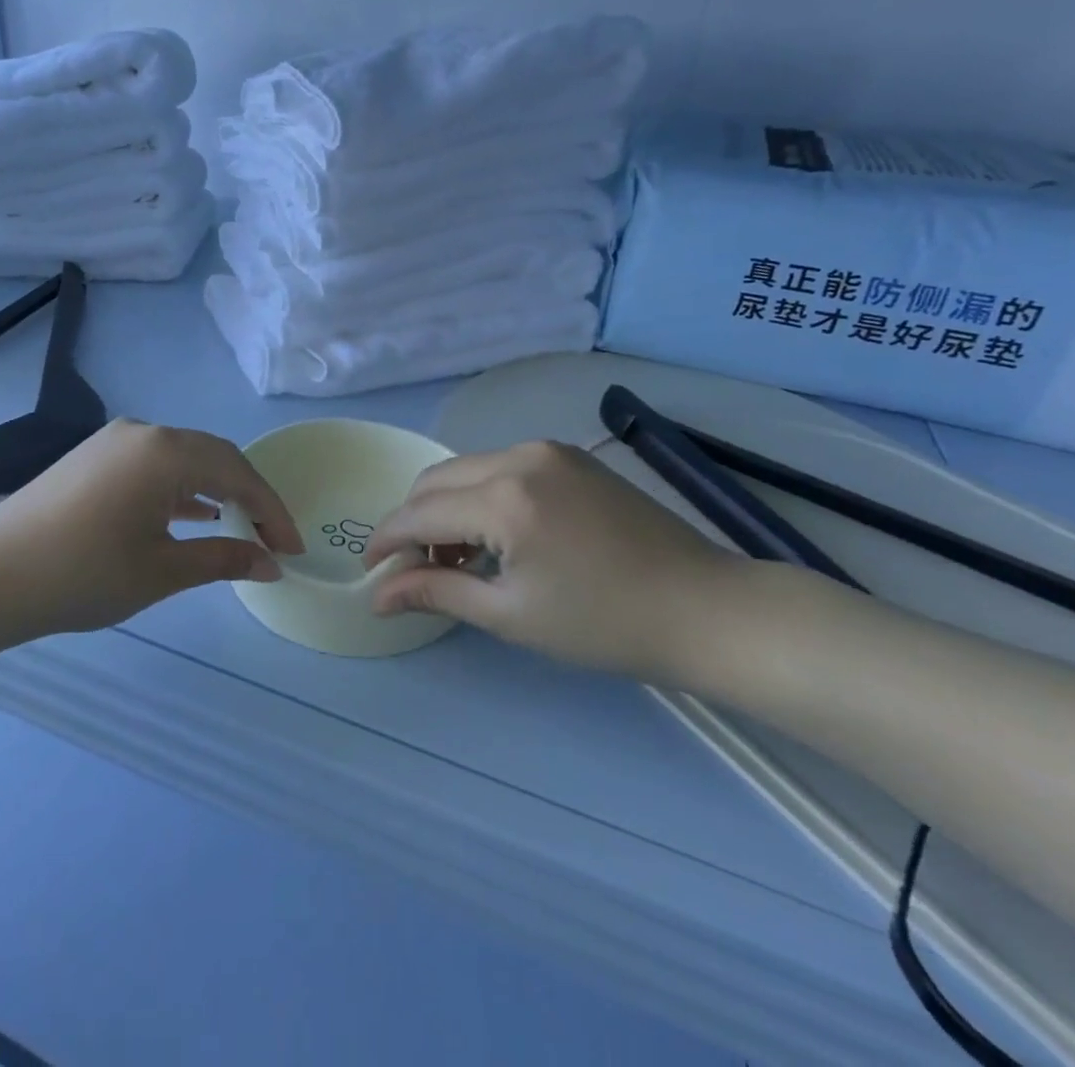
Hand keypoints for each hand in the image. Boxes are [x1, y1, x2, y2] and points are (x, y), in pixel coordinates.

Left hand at [0, 419, 303, 643]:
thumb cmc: (83, 575)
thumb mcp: (162, 571)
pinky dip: (180, 488)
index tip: (294, 548)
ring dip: (216, 490)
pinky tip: (193, 514)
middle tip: (272, 540)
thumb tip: (271, 563)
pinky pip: (153, 465)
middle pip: (214, 457)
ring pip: (184, 459)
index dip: (273, 511)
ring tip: (241, 527)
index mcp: (166, 451)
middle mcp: (144, 432)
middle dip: (249, 497)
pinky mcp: (93, 457)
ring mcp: (114, 441)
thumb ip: (223, 559)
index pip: (239, 473)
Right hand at [363, 441, 754, 681]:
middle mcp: (518, 457)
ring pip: (466, 470)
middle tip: (414, 569)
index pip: (419, 512)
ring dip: (446, 508)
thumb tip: (378, 596)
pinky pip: (500, 467)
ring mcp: (547, 451)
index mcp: (504, 499)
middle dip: (412, 521)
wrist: (705, 608)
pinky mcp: (568, 456)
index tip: (370, 571)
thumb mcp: (510, 615)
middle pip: (435, 480)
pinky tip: (495, 536)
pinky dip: (480, 496)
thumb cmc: (604, 623)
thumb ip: (436, 592)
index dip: (387, 540)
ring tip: (456, 558)